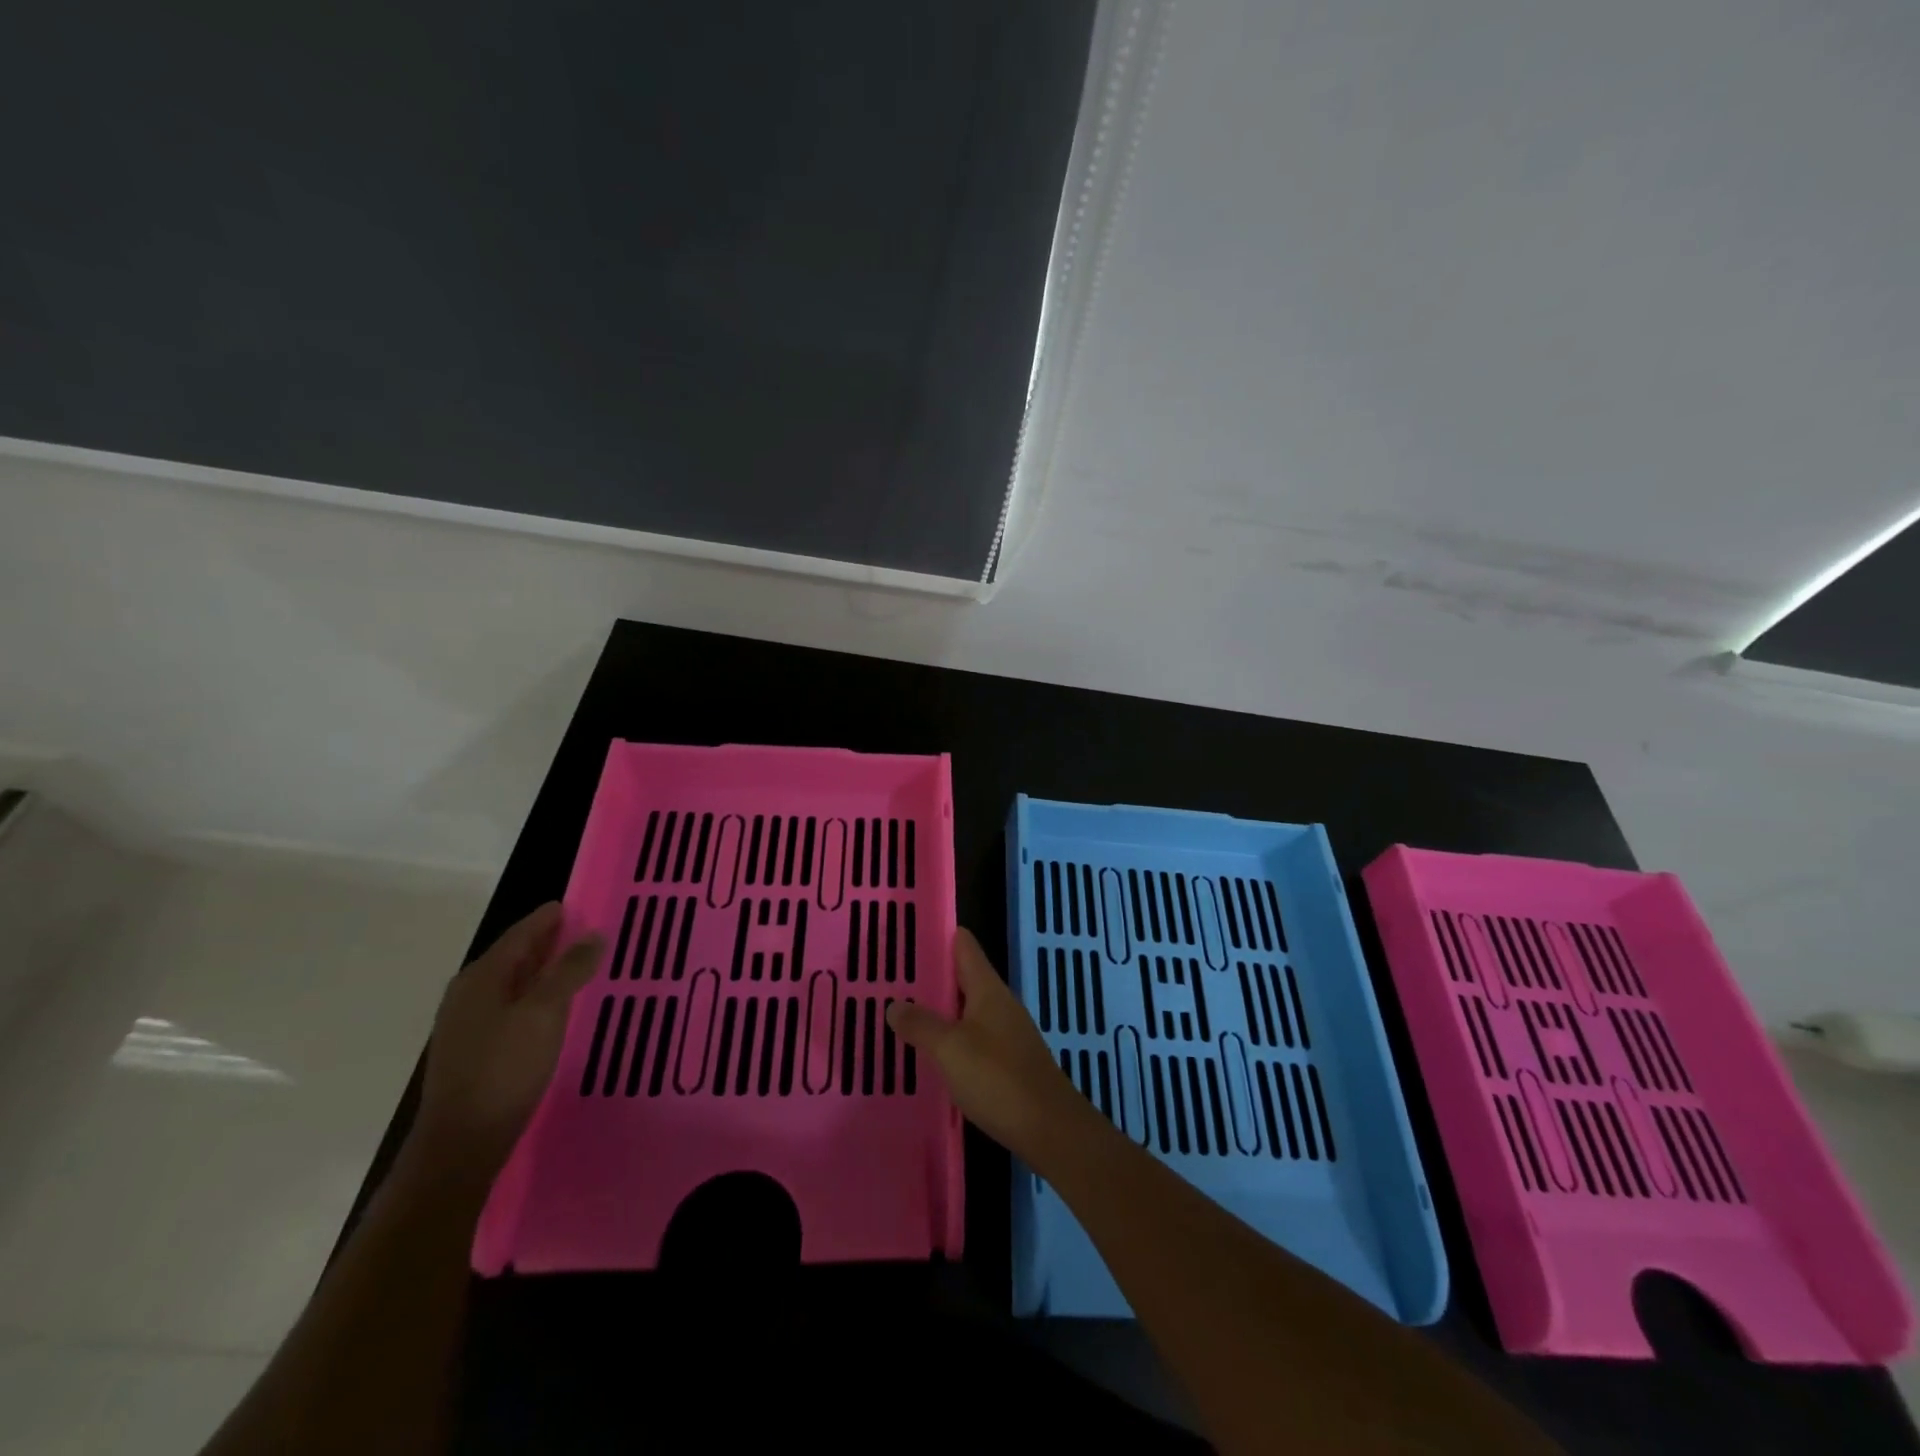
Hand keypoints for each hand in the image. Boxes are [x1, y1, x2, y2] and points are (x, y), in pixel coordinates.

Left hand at [409, 902, 602, 1181]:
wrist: (461, 1144)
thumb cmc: (505, 1069)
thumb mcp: (545, 1013)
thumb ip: (569, 970)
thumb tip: (593, 935)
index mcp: (482, 977)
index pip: (520, 934)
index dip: (548, 918)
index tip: (574, 905)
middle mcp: (468, 994)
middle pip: (513, 956)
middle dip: (547, 942)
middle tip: (583, 932)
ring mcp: (467, 1024)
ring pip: (512, 983)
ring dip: (542, 971)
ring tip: (576, 965)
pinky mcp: (473, 1051)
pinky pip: (510, 1007)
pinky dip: (534, 996)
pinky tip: (553, 1008)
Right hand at [887, 928, 1092, 1163]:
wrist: (1050, 1129)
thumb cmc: (998, 1078)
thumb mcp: (950, 1049)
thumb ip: (921, 1024)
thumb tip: (894, 1003)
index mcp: (988, 989)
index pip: (965, 946)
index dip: (940, 936)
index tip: (908, 933)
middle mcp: (1000, 1004)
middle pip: (965, 977)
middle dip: (933, 976)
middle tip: (894, 977)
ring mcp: (1008, 1033)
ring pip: (968, 1010)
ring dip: (941, 1009)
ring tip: (905, 1012)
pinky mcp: (1009, 1062)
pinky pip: (974, 1037)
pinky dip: (952, 1037)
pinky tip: (934, 1052)